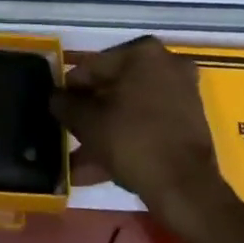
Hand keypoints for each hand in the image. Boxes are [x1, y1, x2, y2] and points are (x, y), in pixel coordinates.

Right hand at [51, 37, 228, 232]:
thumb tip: (54, 97)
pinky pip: (148, 125)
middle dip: (90, 114)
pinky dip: (127, 140)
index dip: (72, 88)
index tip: (58, 108)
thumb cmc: (134, 141)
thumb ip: (66, 105)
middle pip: (114, 87)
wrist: (187, 190)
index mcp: (143, 52)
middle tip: (69, 133)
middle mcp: (165, 63)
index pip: (95, 65)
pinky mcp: (189, 123)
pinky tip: (100, 168)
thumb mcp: (89, 122)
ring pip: (131, 110)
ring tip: (79, 161)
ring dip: (105, 132)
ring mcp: (181, 93)